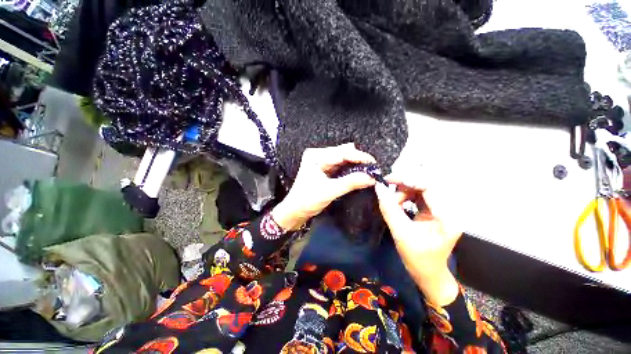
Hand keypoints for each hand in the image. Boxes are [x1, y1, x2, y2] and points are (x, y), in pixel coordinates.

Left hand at [272, 143, 376, 230]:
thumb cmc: (307, 200)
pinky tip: (358, 173)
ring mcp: (321, 162)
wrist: (295, 211)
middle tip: (373, 169)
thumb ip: (350, 183)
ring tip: (368, 171)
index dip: (360, 157)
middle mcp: (318, 155)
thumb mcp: (330, 191)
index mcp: (316, 156)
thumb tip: (371, 178)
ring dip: (355, 165)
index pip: (342, 152)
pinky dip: (350, 170)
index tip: (374, 163)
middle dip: (359, 160)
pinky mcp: (324, 169)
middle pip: (343, 153)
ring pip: (343, 159)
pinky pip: (340, 166)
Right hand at [375, 173, 461, 306]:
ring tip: (392, 201)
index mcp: (447, 217)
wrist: (428, 274)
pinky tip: (397, 202)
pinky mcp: (434, 210)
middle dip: (404, 184)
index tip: (388, 180)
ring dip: (403, 191)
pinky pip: (418, 195)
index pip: (430, 187)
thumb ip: (389, 209)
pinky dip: (405, 195)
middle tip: (386, 186)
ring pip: (420, 188)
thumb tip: (378, 188)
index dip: (408, 180)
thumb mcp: (401, 233)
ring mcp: (442, 209)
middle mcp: (449, 209)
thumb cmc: (418, 259)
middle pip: (425, 185)